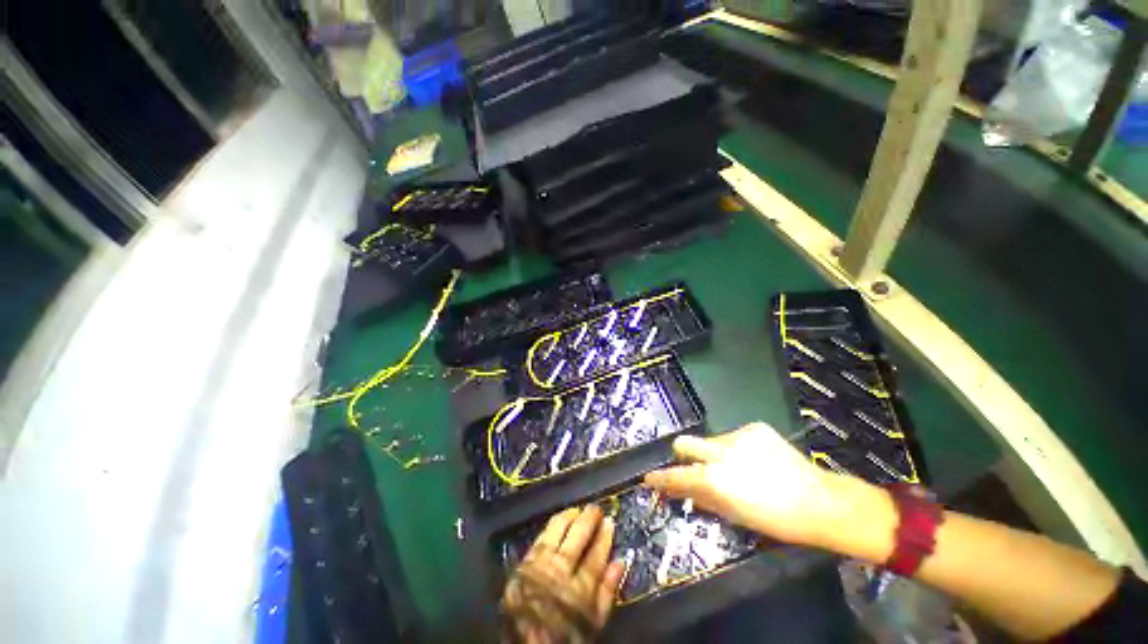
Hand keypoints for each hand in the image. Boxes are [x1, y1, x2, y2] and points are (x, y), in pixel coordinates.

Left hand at [501, 505, 625, 642]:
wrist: (526, 643)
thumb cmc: (565, 633)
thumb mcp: (593, 622)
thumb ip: (608, 592)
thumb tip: (620, 562)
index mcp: (580, 589)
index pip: (596, 555)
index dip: (604, 536)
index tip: (610, 522)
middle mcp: (561, 571)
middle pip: (578, 536)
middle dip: (589, 519)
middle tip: (596, 508)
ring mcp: (541, 563)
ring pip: (558, 530)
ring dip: (570, 516)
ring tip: (578, 509)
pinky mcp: (526, 561)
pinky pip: (542, 535)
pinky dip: (553, 524)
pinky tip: (559, 518)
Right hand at [644, 422, 843, 547]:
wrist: (818, 501)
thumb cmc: (775, 519)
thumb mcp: (735, 515)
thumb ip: (704, 499)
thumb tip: (683, 491)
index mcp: (715, 479)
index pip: (676, 475)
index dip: (660, 478)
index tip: (648, 478)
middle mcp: (720, 452)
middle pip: (685, 443)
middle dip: (682, 454)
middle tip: (694, 466)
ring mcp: (737, 436)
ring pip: (711, 440)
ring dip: (716, 453)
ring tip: (739, 467)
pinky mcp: (754, 427)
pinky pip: (734, 436)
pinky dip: (737, 447)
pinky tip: (756, 459)